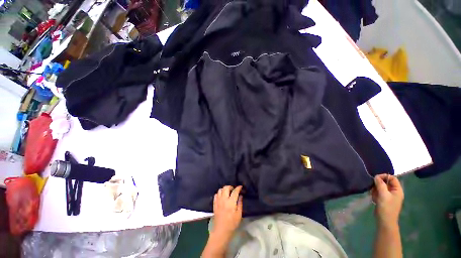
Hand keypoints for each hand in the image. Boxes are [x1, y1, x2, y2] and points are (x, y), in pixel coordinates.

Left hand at [212, 185, 242, 237]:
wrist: (221, 231)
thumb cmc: (232, 224)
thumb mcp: (239, 214)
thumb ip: (240, 204)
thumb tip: (240, 196)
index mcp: (231, 202)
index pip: (235, 191)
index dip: (238, 188)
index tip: (240, 187)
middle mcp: (224, 199)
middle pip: (226, 188)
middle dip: (230, 186)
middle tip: (233, 189)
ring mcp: (218, 201)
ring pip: (220, 190)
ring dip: (224, 189)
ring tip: (228, 192)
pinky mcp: (214, 204)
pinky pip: (216, 194)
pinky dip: (219, 193)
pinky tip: (222, 196)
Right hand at [371, 174, 403, 226]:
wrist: (385, 221)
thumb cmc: (386, 207)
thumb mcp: (383, 195)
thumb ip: (380, 184)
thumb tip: (376, 176)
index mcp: (397, 190)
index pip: (392, 178)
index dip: (384, 176)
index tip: (375, 178)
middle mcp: (394, 192)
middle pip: (386, 182)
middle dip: (378, 184)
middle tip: (374, 189)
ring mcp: (389, 196)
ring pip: (381, 187)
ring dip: (376, 190)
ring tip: (374, 195)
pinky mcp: (384, 199)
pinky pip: (379, 192)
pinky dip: (375, 194)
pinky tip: (374, 199)